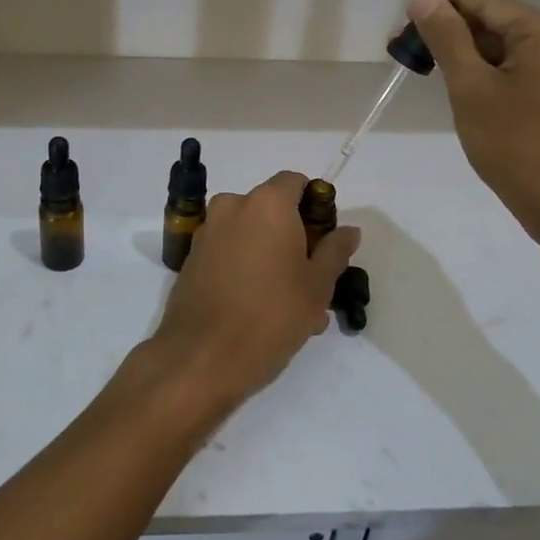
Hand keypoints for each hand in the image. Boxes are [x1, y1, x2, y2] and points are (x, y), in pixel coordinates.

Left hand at [149, 171, 360, 414]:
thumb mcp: (318, 286)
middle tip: (311, 278)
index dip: (314, 205)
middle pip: (271, 209)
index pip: (295, 183)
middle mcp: (232, 206)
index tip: (324, 239)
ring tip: (288, 302)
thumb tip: (348, 229)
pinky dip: (245, 267)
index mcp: (267, 203)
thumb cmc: (271, 315)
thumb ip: (335, 250)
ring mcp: (207, 231)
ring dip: (270, 255)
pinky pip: (228, 251)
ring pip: (249, 233)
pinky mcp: (191, 258)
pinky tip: (259, 307)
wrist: (202, 356)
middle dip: (292, 235)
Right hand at [405, 0, 539, 249]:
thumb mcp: (472, 88)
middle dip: (454, 34)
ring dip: (470, 55)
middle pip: (499, 22)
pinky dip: (491, 73)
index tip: (403, 29)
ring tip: (431, 72)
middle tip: (411, 54)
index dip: (442, 9)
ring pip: (509, 47)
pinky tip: (466, 91)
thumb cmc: (516, 145)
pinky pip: (522, 68)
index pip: (485, 3)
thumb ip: (447, 38)